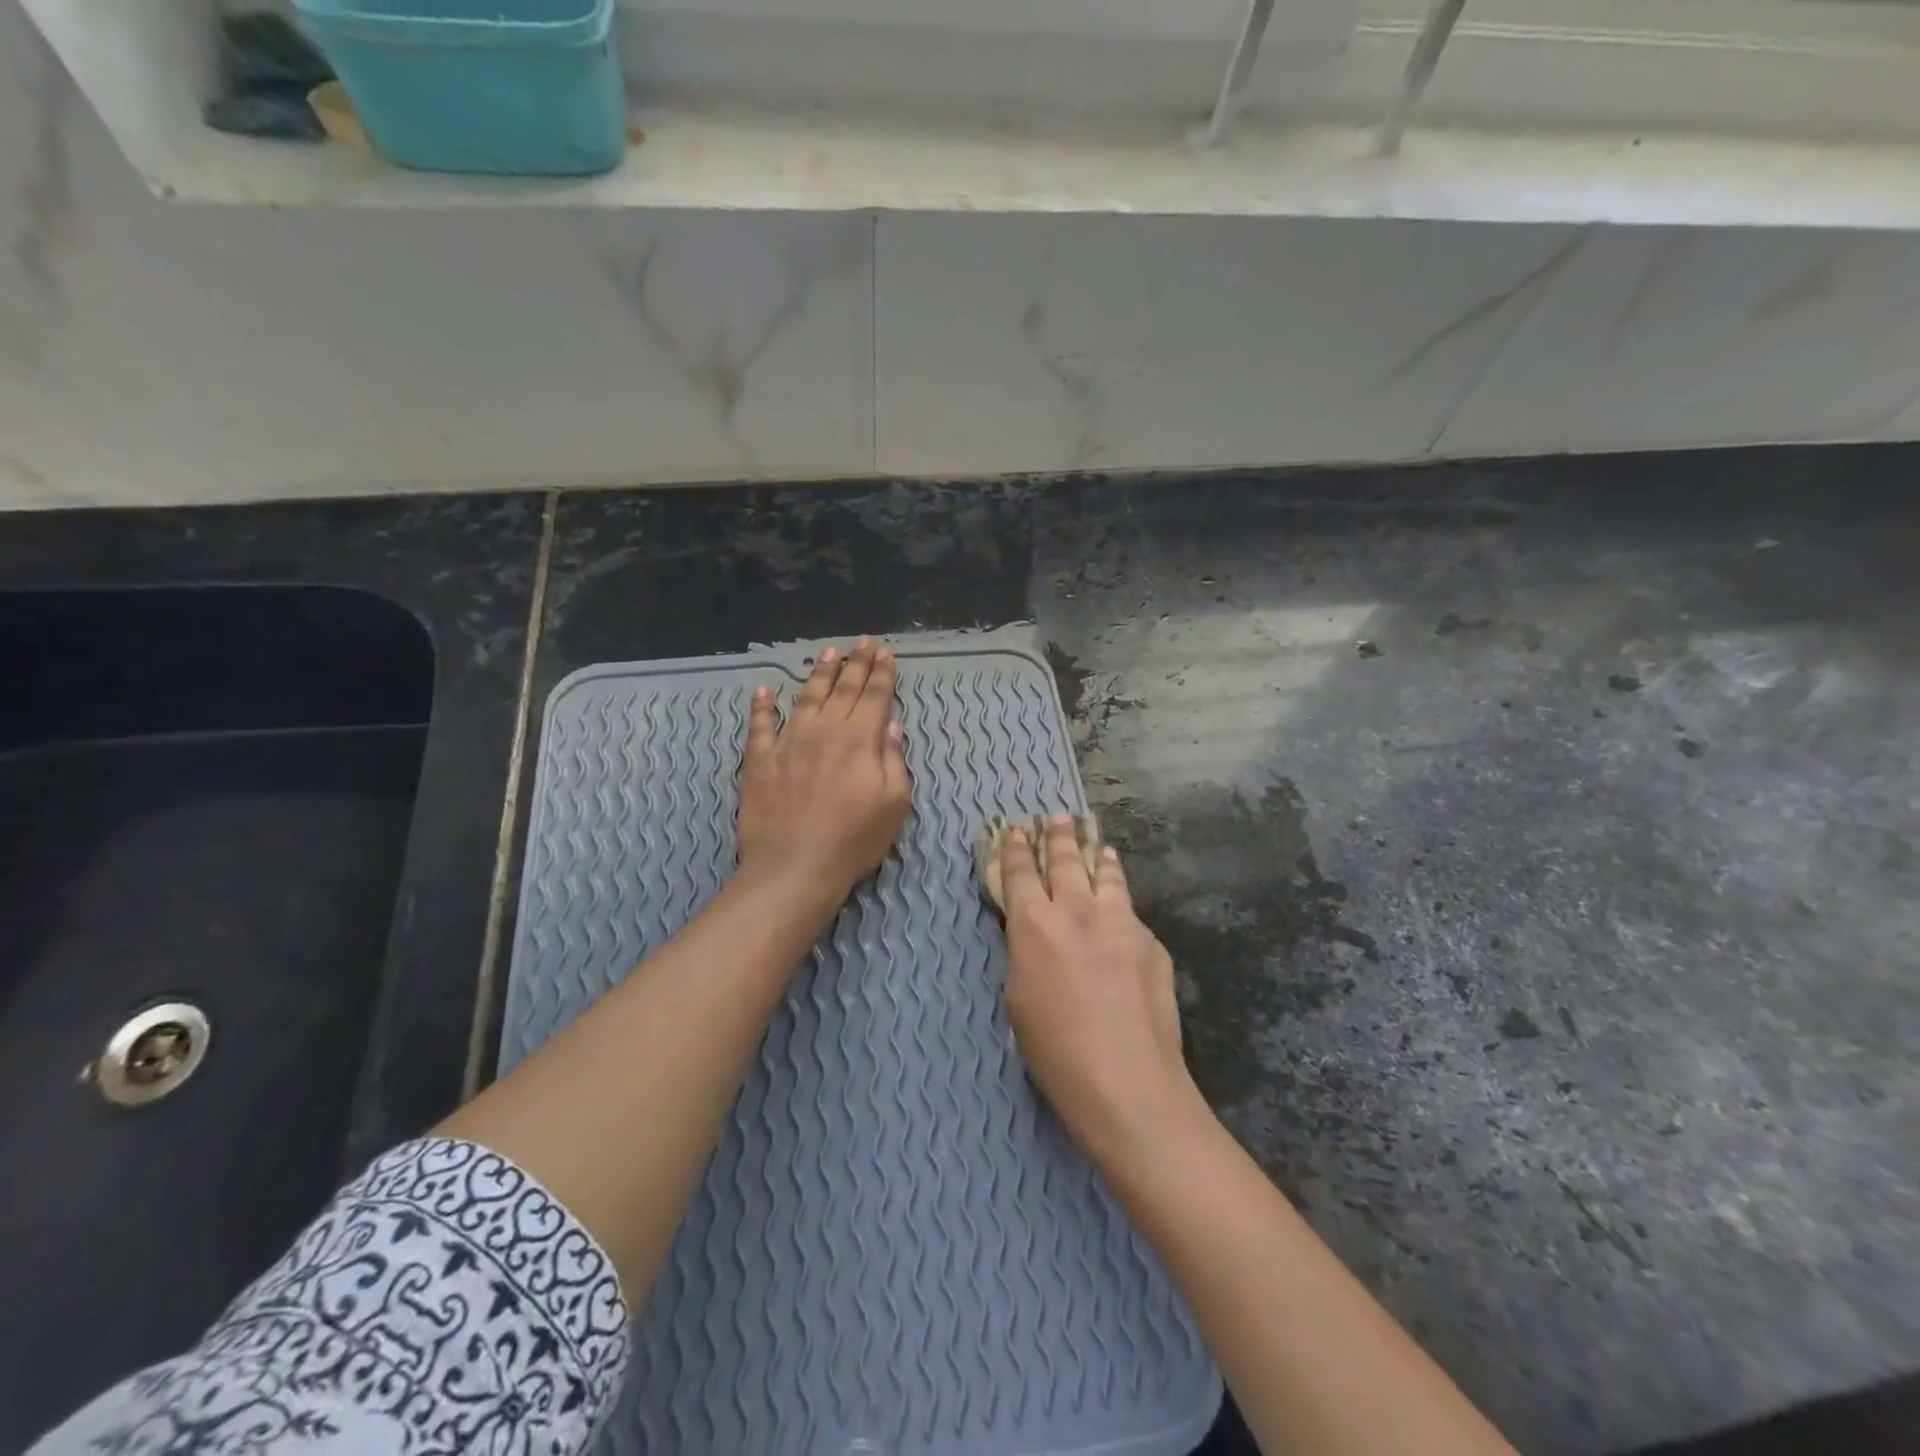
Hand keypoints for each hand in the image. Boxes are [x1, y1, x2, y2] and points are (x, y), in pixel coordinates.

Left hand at [737, 639, 911, 902]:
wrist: (793, 867)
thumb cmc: (854, 840)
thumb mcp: (894, 804)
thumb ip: (893, 760)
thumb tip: (890, 725)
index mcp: (860, 740)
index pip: (874, 696)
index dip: (881, 673)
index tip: (884, 652)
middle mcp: (824, 731)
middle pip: (843, 689)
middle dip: (855, 664)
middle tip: (862, 643)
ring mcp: (788, 742)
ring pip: (806, 698)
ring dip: (818, 674)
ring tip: (828, 654)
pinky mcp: (759, 760)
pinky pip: (760, 726)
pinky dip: (762, 706)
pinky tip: (764, 691)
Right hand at [1000, 817, 1202, 1165]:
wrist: (1128, 1081)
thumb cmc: (1056, 1052)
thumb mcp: (1019, 999)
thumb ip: (1026, 954)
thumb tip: (1034, 935)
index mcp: (1034, 926)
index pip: (1021, 874)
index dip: (1017, 850)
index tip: (1017, 831)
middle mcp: (1076, 911)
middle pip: (1066, 862)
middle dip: (1058, 837)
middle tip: (1056, 818)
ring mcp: (1120, 922)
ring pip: (1106, 876)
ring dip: (1098, 857)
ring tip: (1098, 845)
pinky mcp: (1151, 941)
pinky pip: (1130, 911)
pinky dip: (1121, 900)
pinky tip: (1123, 908)